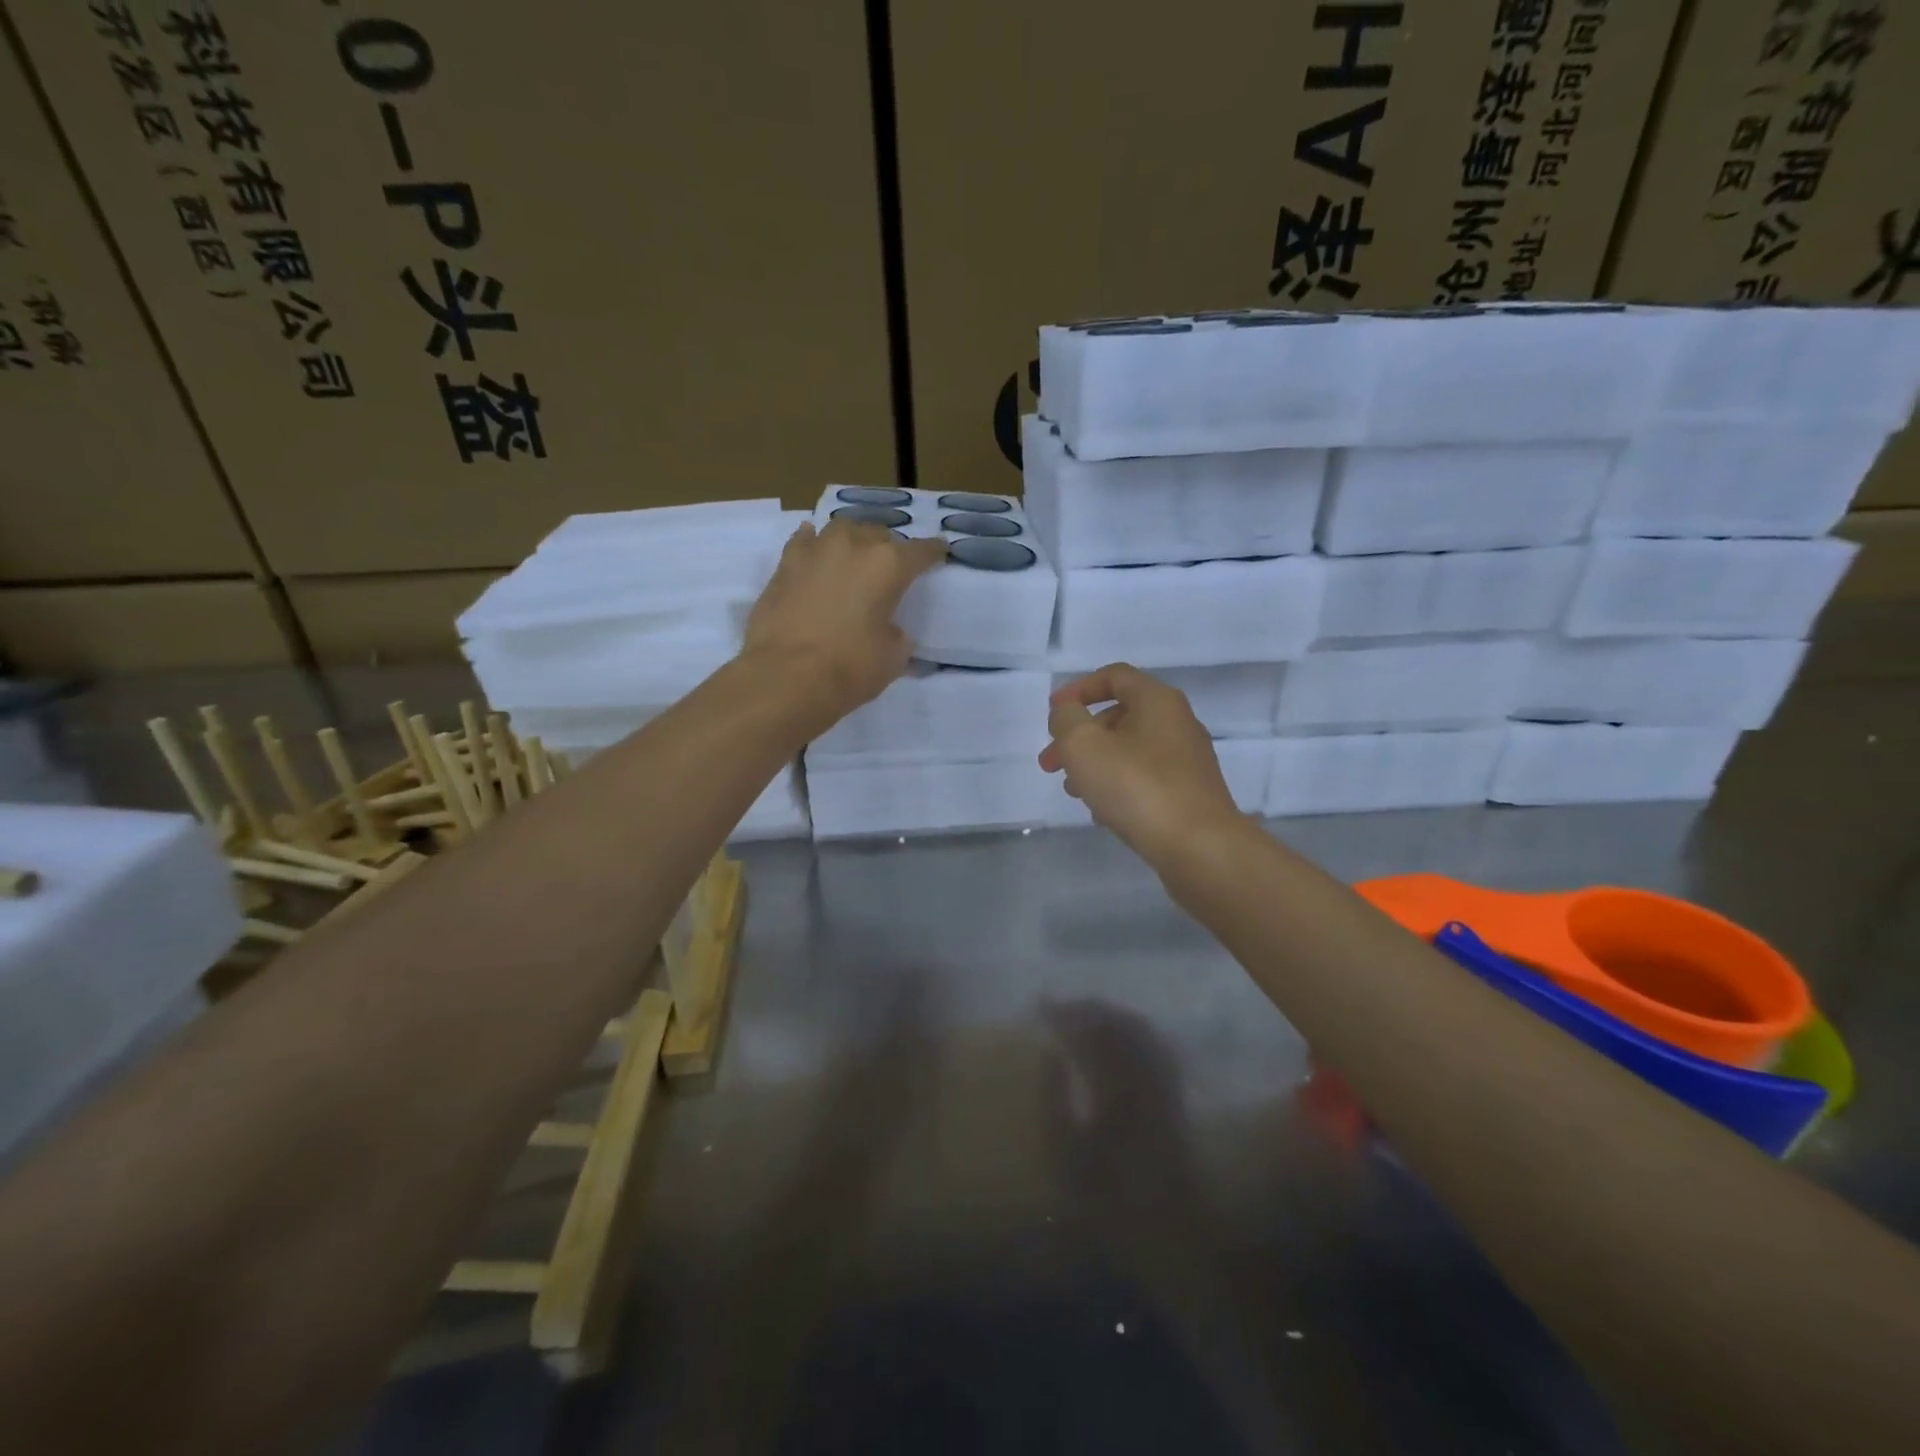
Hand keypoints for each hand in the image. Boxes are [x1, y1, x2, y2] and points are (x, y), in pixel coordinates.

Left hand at [741, 519, 945, 727]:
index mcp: (888, 566)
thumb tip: (890, 630)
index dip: (932, 552)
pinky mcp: (784, 565)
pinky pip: (805, 541)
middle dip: (888, 548)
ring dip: (852, 540)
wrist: (786, 677)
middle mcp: (853, 546)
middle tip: (890, 568)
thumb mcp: (892, 657)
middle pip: (878, 534)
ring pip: (841, 529)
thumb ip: (897, 636)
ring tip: (854, 555)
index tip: (939, 552)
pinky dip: (814, 544)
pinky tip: (815, 551)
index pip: (920, 551)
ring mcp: (815, 551)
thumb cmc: (850, 668)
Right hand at [1039, 664, 1241, 856]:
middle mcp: (1178, 724)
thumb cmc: (1137, 787)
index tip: (1052, 711)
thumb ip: (1066, 720)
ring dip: (1095, 764)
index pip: (1114, 676)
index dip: (1078, 689)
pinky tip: (1103, 813)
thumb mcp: (1084, 745)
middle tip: (1051, 764)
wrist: (1199, 848)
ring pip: (1130, 751)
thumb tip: (1068, 714)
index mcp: (1157, 701)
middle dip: (1079, 737)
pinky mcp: (1190, 794)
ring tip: (1073, 792)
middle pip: (1119, 717)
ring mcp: (1187, 761)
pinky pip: (1145, 779)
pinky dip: (1118, 787)